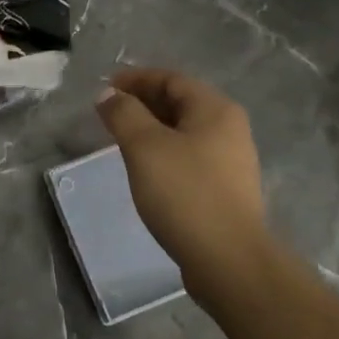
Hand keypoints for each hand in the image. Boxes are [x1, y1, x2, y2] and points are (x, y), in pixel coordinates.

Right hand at [97, 68, 271, 307]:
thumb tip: (108, 94)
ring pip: (185, 132)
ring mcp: (232, 161)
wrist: (228, 260)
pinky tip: (146, 170)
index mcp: (216, 109)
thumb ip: (124, 114)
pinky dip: (165, 153)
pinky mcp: (226, 190)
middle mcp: (230, 129)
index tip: (106, 88)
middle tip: (109, 113)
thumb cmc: (184, 193)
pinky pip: (190, 157)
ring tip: (122, 140)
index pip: (172, 79)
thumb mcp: (145, 147)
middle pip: (181, 103)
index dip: (136, 79)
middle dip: (143, 103)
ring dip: (152, 129)